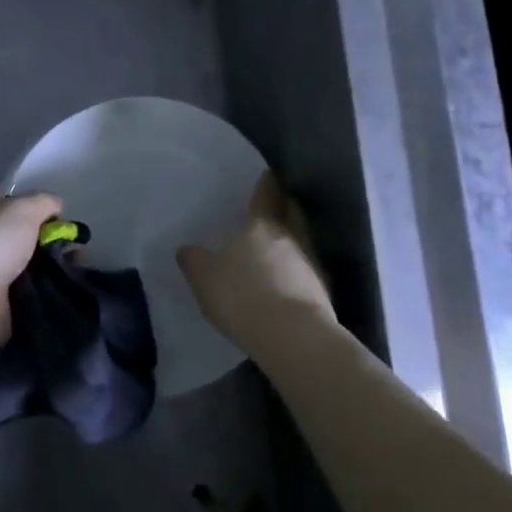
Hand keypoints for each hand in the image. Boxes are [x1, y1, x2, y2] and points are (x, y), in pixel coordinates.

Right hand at [177, 173, 335, 352]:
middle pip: (292, 212)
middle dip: (285, 207)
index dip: (266, 183)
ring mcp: (312, 264)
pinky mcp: (323, 292)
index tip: (267, 175)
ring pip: (302, 241)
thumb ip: (194, 260)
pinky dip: (298, 271)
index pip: (266, 194)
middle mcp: (291, 237)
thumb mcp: (204, 278)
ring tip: (278, 248)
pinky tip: (287, 282)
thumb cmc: (242, 296)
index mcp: (262, 225)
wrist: (292, 337)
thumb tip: (187, 249)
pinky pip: (308, 271)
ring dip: (293, 241)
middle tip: (275, 207)